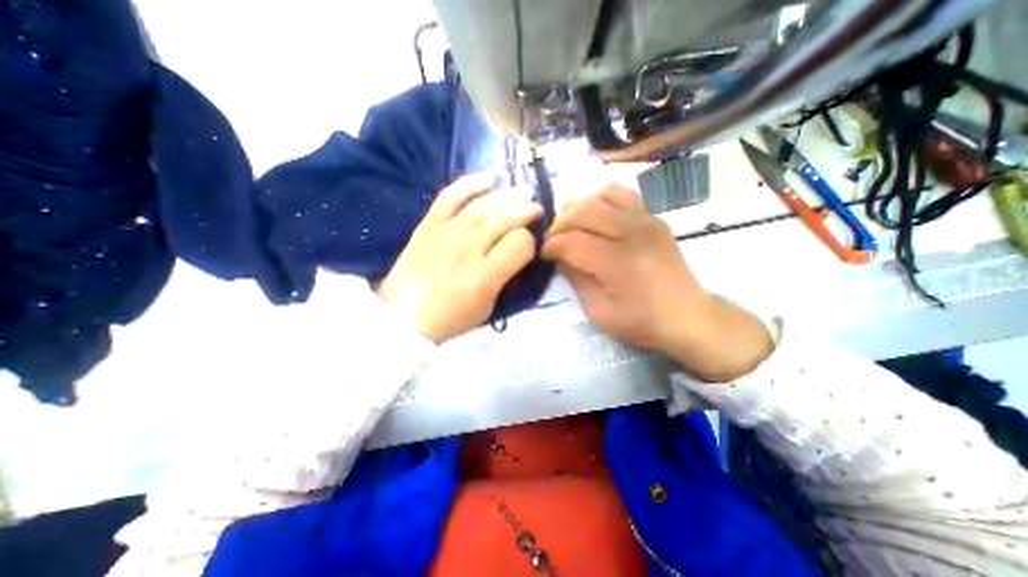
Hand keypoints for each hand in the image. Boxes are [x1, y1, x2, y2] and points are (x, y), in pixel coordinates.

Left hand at [376, 170, 538, 341]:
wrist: (404, 316)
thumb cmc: (450, 317)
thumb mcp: (488, 306)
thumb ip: (505, 276)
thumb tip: (517, 251)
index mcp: (485, 275)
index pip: (520, 244)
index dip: (530, 242)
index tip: (530, 245)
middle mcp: (468, 248)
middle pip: (504, 219)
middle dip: (526, 211)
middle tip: (537, 209)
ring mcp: (446, 232)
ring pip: (483, 204)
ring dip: (508, 195)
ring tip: (524, 192)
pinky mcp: (429, 224)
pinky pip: (450, 196)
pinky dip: (470, 184)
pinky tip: (488, 179)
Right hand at [546, 184, 769, 382]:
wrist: (687, 316)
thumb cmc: (641, 320)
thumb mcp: (598, 311)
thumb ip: (575, 279)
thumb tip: (560, 256)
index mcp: (617, 262)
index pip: (571, 241)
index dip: (551, 246)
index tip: (545, 254)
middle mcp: (631, 233)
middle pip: (583, 211)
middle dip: (559, 223)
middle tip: (553, 239)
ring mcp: (645, 220)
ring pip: (601, 194)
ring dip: (578, 206)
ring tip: (570, 222)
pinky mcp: (653, 217)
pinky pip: (622, 194)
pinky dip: (601, 198)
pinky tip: (594, 213)